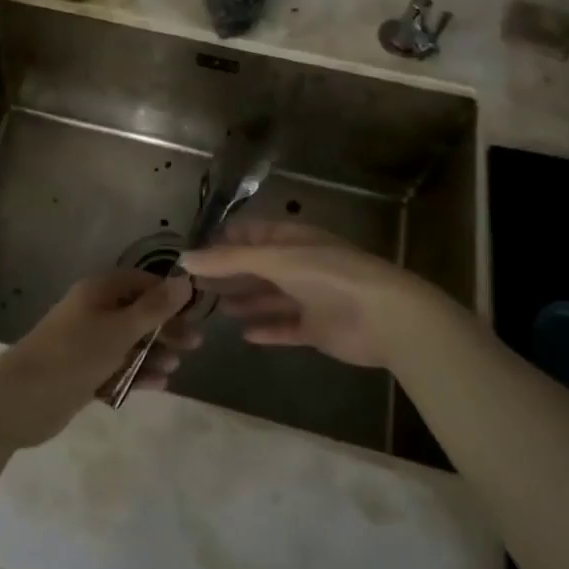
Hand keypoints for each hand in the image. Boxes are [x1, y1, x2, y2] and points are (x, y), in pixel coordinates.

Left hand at [0, 269, 196, 449]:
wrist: (20, 399)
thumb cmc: (73, 354)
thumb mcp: (119, 330)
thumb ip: (154, 308)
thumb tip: (184, 281)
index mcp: (99, 291)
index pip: (142, 282)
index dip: (169, 294)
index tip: (195, 311)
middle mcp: (93, 311)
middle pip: (138, 313)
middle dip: (166, 327)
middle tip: (194, 344)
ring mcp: (87, 342)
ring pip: (129, 342)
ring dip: (153, 352)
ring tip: (174, 367)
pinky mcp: (83, 371)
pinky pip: (117, 367)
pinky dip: (136, 373)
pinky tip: (159, 385)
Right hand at [181, 220, 469, 369]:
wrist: (385, 316)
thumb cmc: (328, 275)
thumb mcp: (274, 260)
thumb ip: (228, 260)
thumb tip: (183, 258)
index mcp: (291, 239)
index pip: (249, 234)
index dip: (221, 241)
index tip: (191, 254)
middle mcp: (298, 264)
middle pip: (256, 267)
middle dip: (227, 273)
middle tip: (192, 285)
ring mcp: (309, 296)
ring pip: (268, 297)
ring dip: (243, 300)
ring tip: (212, 307)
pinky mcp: (317, 328)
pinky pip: (285, 327)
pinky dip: (267, 329)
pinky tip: (244, 334)